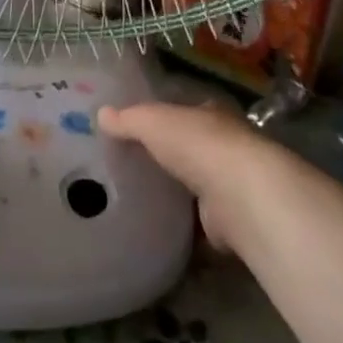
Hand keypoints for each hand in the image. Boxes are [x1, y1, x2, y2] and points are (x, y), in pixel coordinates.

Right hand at [99, 101, 283, 251]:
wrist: (241, 196)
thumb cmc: (196, 144)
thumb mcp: (152, 122)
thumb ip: (127, 119)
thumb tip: (101, 113)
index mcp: (210, 115)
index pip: (185, 111)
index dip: (164, 117)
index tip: (139, 129)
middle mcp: (225, 146)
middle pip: (192, 149)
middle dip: (170, 157)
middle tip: (132, 165)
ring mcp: (230, 185)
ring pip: (197, 185)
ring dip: (178, 193)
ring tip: (139, 199)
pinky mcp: (229, 222)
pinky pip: (200, 223)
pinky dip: (184, 228)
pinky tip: (157, 231)